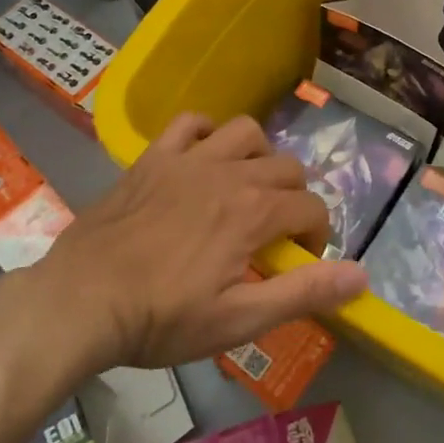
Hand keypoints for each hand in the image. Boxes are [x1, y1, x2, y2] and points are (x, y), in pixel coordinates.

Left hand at [36, 113, 366, 369]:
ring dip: (258, 156)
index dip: (315, 236)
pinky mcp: (154, 157)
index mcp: (255, 212)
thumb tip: (361, 275)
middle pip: (287, 167)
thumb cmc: (162, 318)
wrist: (82, 301)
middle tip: (274, 234)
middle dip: (294, 198)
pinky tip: (203, 158)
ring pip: (247, 132)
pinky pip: (191, 122)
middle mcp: (230, 173)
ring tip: (246, 188)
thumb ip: (303, 292)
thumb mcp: (239, 320)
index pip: (311, 208)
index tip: (298, 261)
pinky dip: (206, 133)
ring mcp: (190, 159)